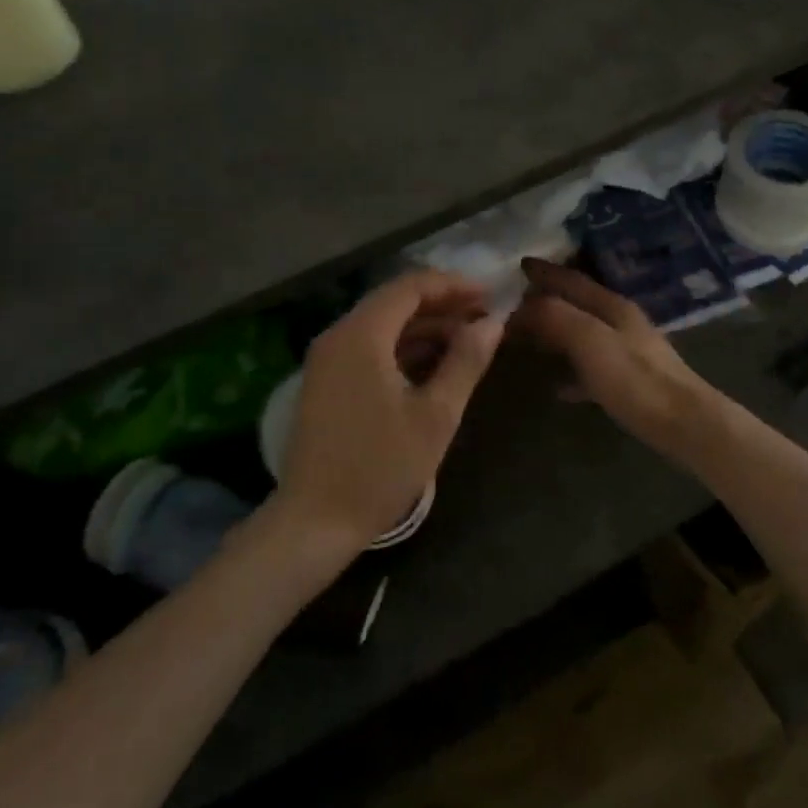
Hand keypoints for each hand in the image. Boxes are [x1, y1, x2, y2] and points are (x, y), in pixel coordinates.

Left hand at [279, 271, 503, 552]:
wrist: (314, 521)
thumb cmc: (380, 467)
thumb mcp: (435, 415)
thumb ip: (466, 362)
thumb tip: (493, 323)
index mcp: (361, 335)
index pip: (410, 287)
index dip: (453, 285)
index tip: (490, 294)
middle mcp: (338, 336)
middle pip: (394, 302)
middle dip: (442, 305)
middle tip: (484, 318)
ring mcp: (327, 360)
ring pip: (382, 326)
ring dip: (424, 328)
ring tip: (468, 341)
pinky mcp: (326, 383)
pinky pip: (368, 348)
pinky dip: (402, 349)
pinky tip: (434, 365)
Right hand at [511, 259, 715, 447]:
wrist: (685, 424)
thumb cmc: (636, 380)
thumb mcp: (590, 341)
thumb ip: (556, 317)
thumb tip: (522, 303)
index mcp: (612, 306)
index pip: (572, 280)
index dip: (545, 271)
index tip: (517, 264)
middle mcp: (621, 322)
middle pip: (578, 304)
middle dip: (546, 299)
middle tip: (513, 302)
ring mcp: (628, 352)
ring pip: (583, 333)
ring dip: (556, 332)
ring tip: (527, 338)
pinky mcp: (631, 382)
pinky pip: (591, 368)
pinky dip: (571, 369)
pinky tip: (557, 386)